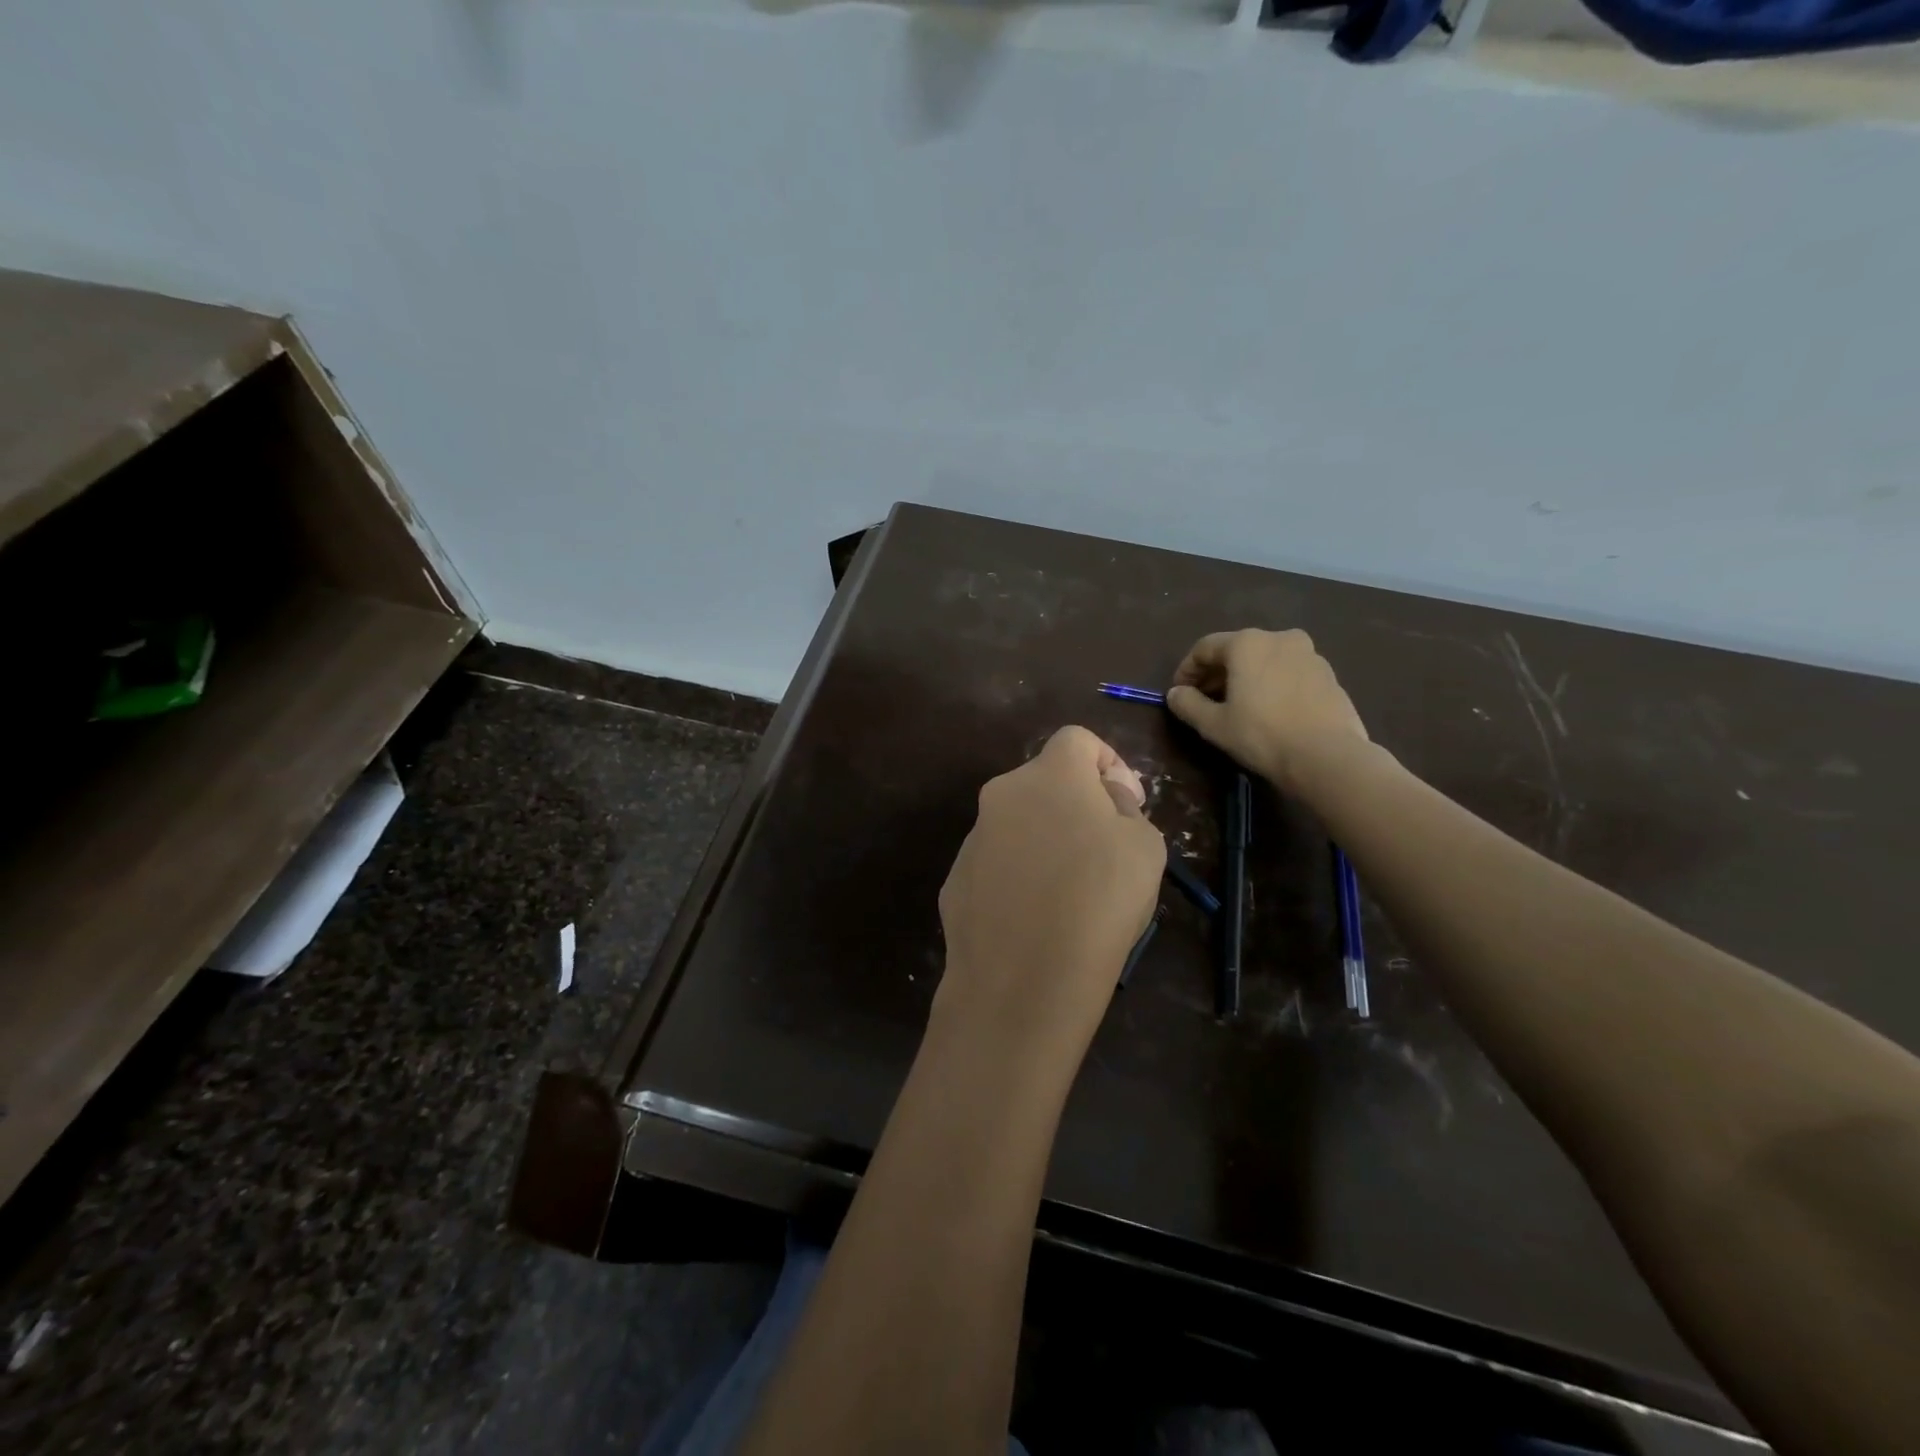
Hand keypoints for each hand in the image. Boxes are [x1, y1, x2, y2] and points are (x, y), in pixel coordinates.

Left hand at [936, 726, 1165, 1063]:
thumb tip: (1105, 802)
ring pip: (1019, 824)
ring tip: (1072, 894)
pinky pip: (998, 865)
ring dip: (1046, 842)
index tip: (1127, 804)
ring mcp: (972, 838)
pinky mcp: (955, 880)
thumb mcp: (1144, 847)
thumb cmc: (1098, 902)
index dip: (1109, 763)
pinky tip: (1037, 919)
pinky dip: (1019, 877)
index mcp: (1049, 775)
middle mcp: (1001, 795)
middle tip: (1105, 851)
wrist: (1021, 981)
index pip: (1077, 739)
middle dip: (1077, 805)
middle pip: (1045, 782)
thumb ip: (1125, 809)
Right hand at [1165, 629, 1369, 793]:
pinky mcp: (1329, 675)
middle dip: (1217, 673)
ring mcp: (1309, 654)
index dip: (1186, 670)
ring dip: (1246, 677)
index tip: (1179, 693)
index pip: (1205, 648)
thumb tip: (1175, 694)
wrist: (1328, 756)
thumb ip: (1188, 704)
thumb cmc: (1262, 734)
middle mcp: (1279, 638)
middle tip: (1204, 700)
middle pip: (1237, 650)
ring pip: (1266, 660)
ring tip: (1238, 706)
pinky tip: (1269, 710)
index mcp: (1247, 643)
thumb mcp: (1214, 724)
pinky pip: (1289, 672)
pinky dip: (1272, 684)